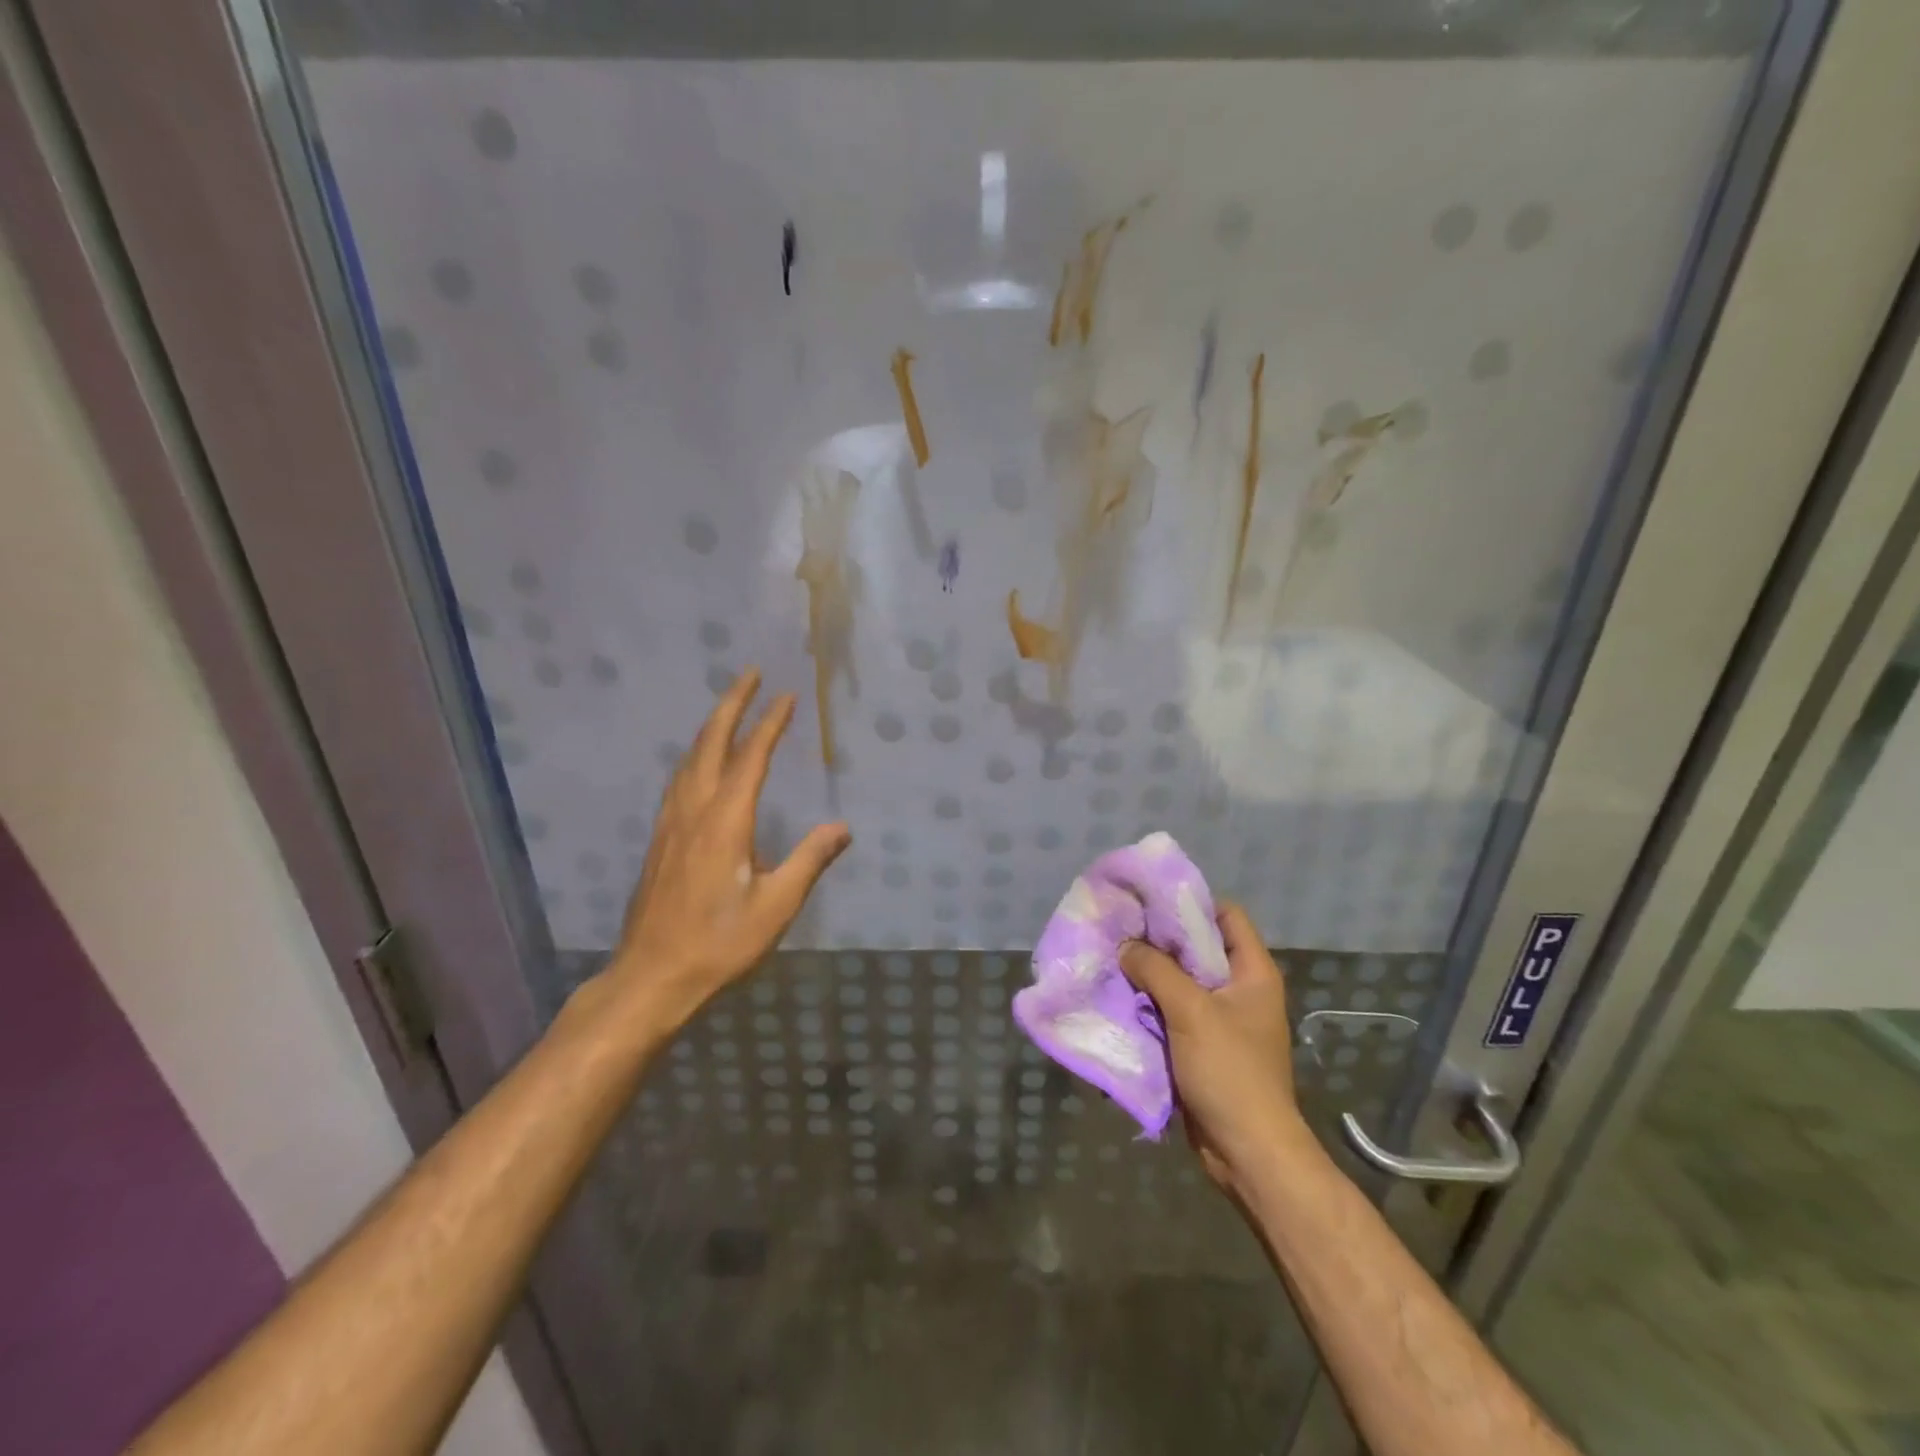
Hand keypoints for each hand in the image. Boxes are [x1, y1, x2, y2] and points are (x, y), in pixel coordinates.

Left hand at [610, 667, 849, 1029]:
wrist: (651, 977)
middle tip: (751, 673)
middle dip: (731, 704)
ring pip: (689, 759)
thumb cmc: (719, 943)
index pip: (750, 758)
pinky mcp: (659, 840)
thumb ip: (810, 860)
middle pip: (710, 743)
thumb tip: (843, 827)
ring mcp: (670, 824)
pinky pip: (679, 779)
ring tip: (729, 707)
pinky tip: (699, 763)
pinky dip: (695, 754)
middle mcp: (694, 811)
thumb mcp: (776, 906)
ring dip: (711, 726)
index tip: (787, 695)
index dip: (769, 723)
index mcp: (725, 821)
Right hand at [1119, 902, 1305, 1197]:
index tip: (1150, 902)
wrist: (1246, 1151)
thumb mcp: (1191, 1011)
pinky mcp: (1201, 1046)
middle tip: (1120, 930)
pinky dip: (1148, 1005)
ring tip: (1112, 961)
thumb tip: (1125, 946)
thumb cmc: (1229, 1071)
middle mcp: (1239, 989)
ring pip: (1179, 982)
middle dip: (1158, 940)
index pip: (1226, 915)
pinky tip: (1119, 999)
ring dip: (1148, 975)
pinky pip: (1171, 1013)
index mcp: (1252, 972)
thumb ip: (1156, 970)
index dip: (1191, 903)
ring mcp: (1220, 1019)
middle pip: (1197, 948)